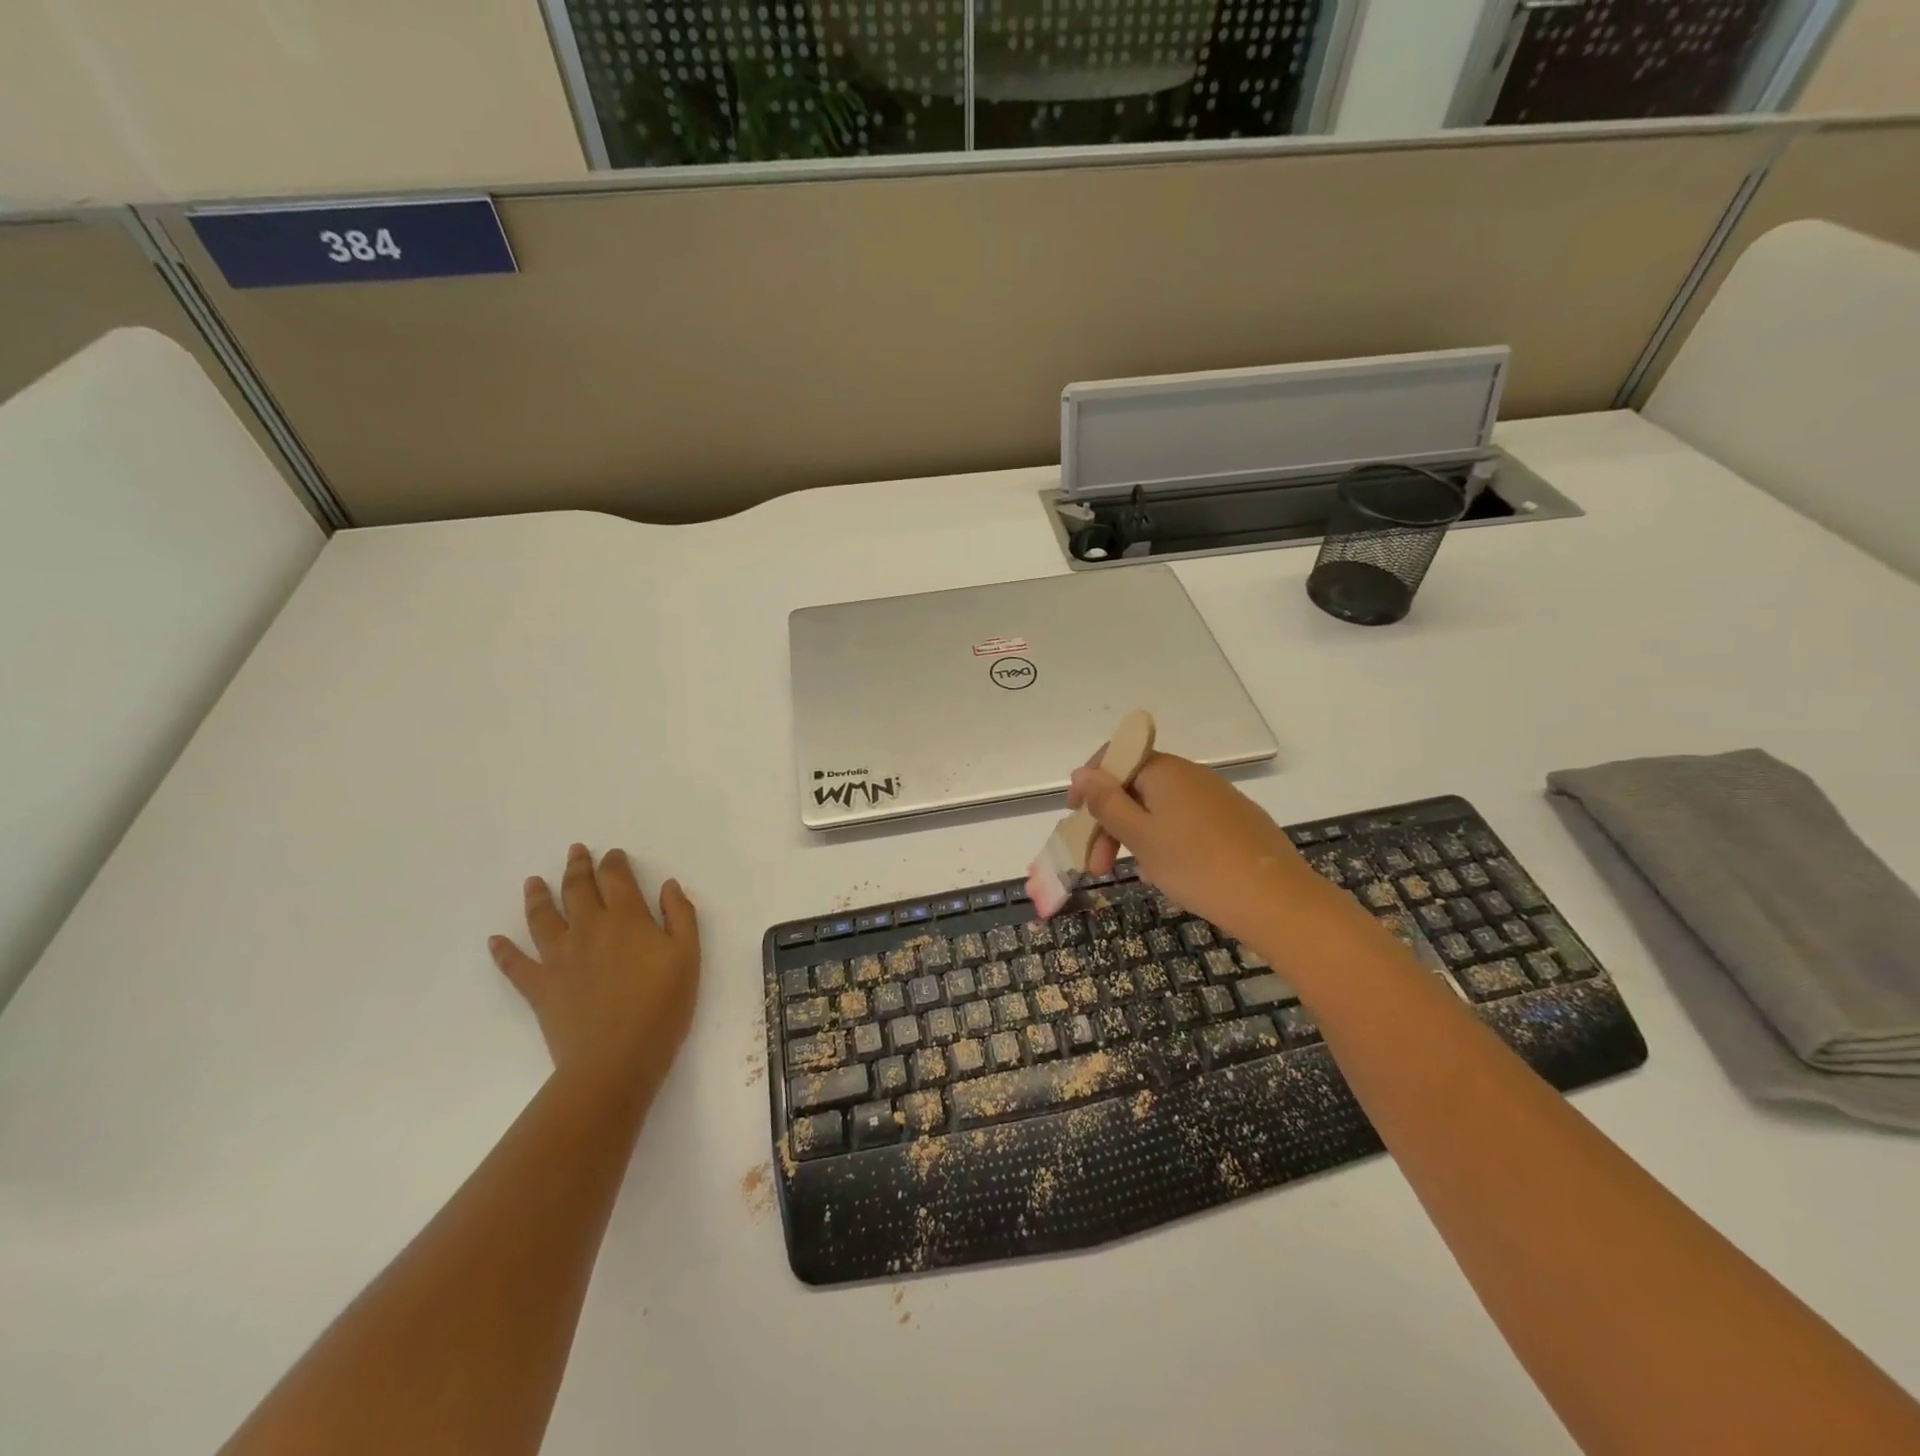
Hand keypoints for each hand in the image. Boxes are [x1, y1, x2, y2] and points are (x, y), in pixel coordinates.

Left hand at [490, 844, 700, 1093]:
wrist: (616, 1059)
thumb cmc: (662, 1006)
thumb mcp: (688, 956)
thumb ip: (681, 915)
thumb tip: (668, 885)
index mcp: (626, 918)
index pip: (616, 878)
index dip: (614, 862)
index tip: (614, 854)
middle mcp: (588, 928)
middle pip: (578, 889)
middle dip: (578, 867)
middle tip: (576, 851)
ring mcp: (558, 957)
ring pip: (542, 917)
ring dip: (538, 895)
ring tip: (533, 881)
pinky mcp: (539, 987)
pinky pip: (515, 964)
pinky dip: (503, 951)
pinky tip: (495, 941)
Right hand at [1071, 752, 1332, 945]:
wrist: (1276, 900)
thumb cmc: (1196, 866)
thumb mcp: (1140, 837)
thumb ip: (1106, 803)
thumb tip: (1081, 772)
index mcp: (1164, 771)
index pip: (1114, 759)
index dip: (1089, 785)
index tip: (1075, 819)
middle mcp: (1190, 775)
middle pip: (1135, 787)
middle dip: (1109, 822)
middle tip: (1099, 866)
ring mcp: (1216, 797)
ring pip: (1159, 809)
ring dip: (1135, 836)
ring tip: (1135, 874)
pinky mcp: (1234, 820)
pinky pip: (1185, 822)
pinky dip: (1165, 842)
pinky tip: (1168, 873)